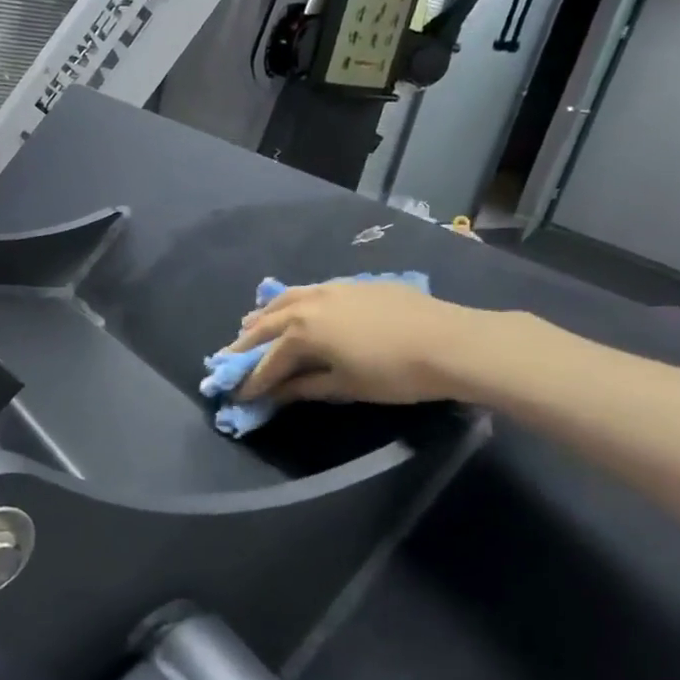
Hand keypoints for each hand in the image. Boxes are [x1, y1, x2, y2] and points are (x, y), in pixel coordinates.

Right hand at [229, 280, 483, 405]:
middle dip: (247, 343)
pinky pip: (309, 291)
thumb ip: (305, 386)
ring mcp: (331, 288)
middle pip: (268, 324)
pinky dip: (292, 302)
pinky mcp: (353, 284)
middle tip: (229, 357)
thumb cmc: (394, 372)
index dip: (253, 380)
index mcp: (302, 331)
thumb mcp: (345, 386)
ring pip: (286, 299)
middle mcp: (308, 304)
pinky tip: (296, 308)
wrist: (450, 342)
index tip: (238, 394)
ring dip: (265, 315)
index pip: (269, 360)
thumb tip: (276, 392)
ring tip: (251, 324)